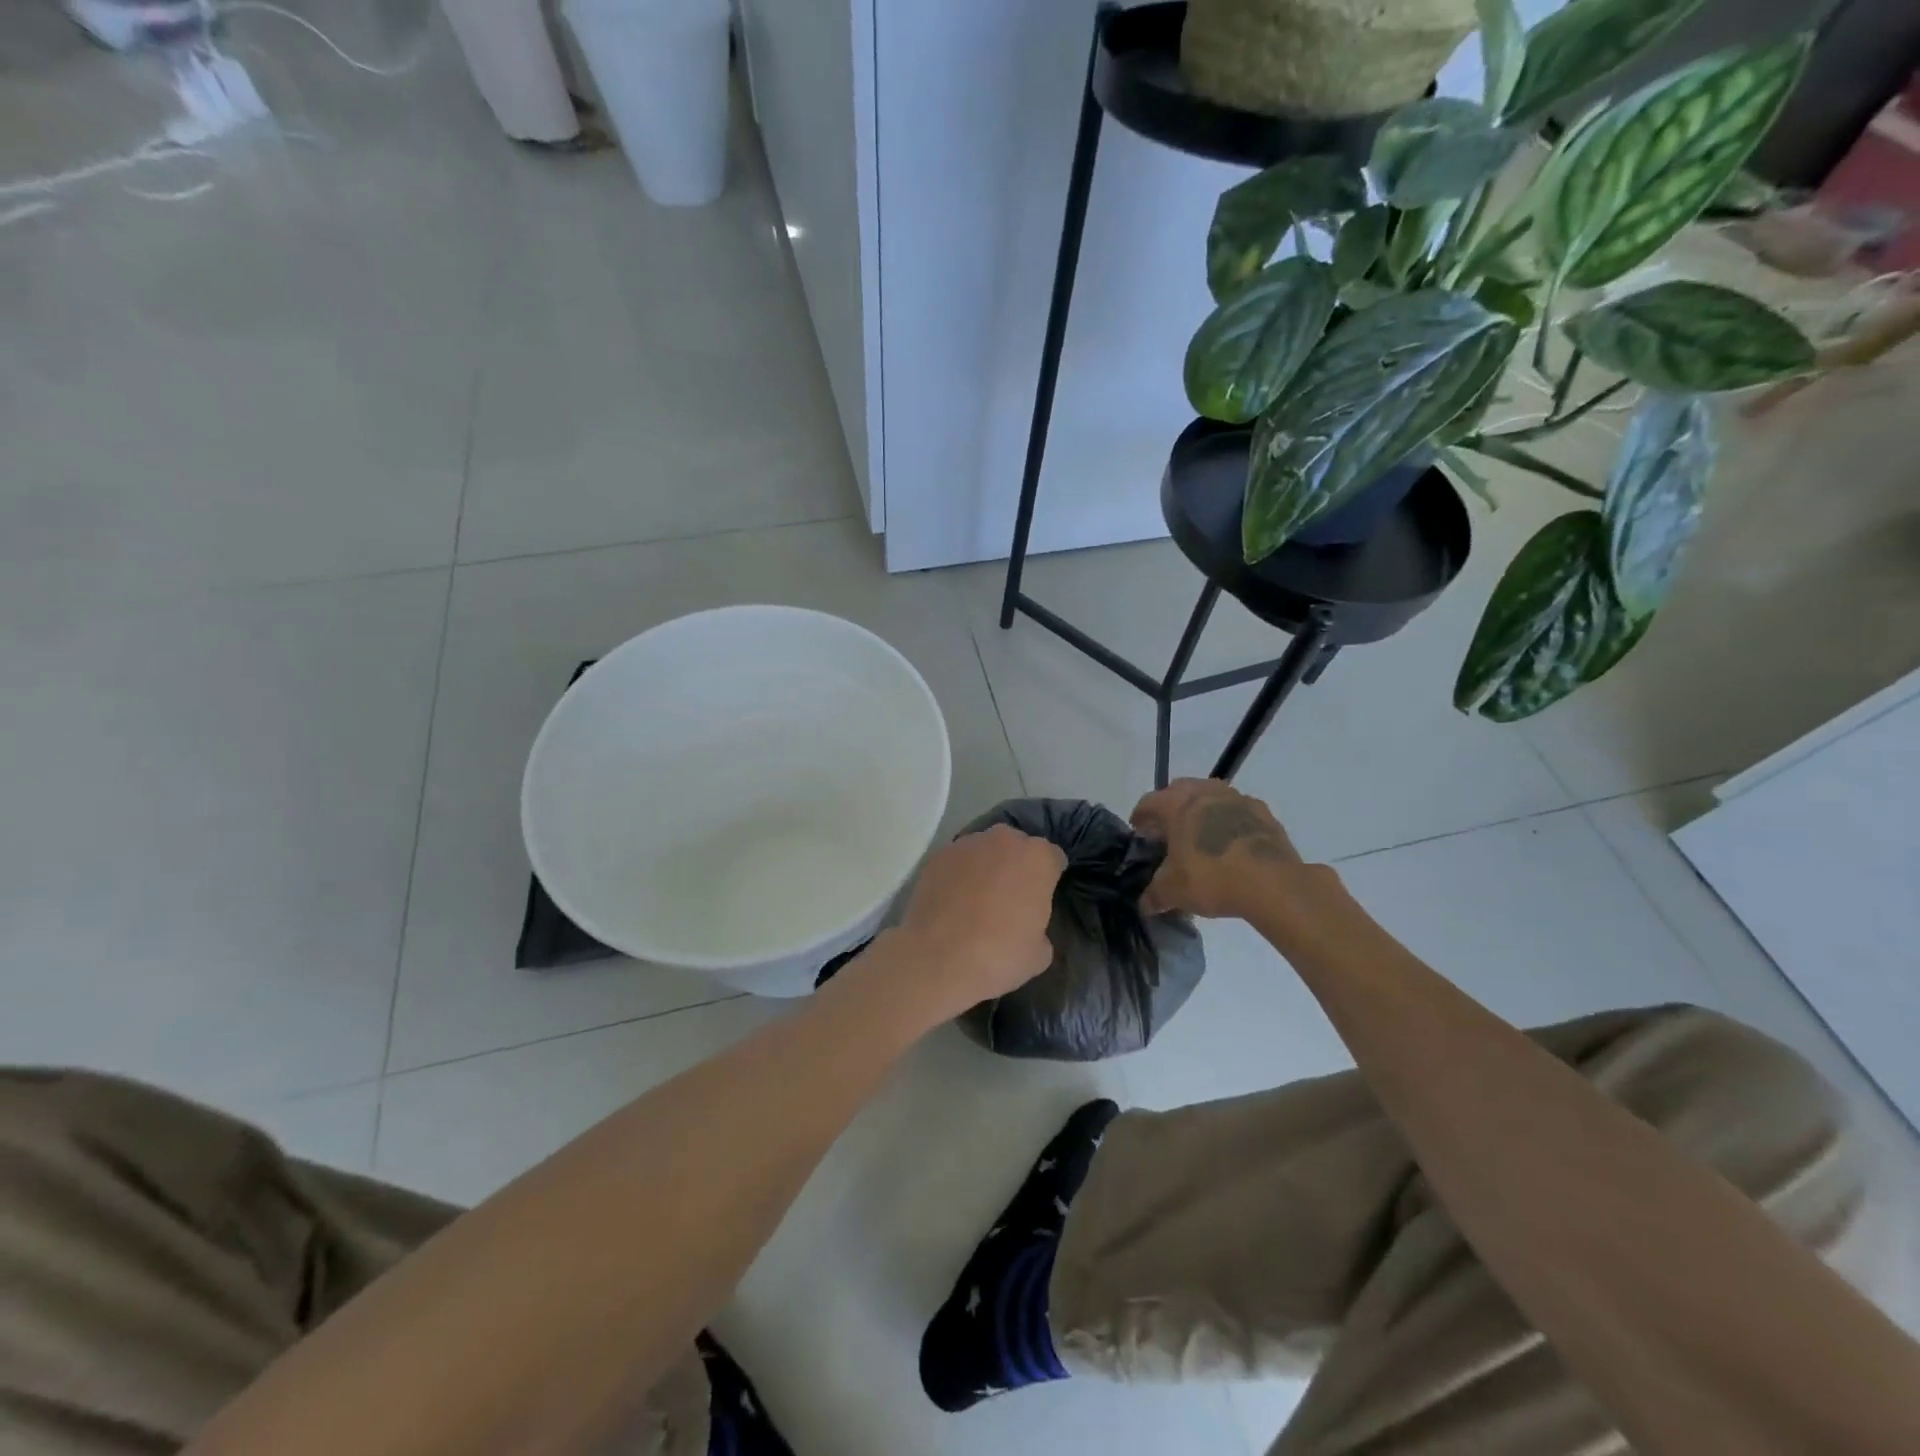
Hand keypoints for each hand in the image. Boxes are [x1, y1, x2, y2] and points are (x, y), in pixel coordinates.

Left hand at [889, 825, 1064, 1017]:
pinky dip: (959, 874)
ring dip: (986, 867)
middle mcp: (1004, 840)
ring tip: (978, 899)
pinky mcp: (938, 856)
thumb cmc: (999, 955)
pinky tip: (953, 901)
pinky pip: (957, 861)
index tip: (1043, 896)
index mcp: (1038, 857)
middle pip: (1018, 846)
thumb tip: (1028, 925)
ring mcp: (967, 844)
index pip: (1054, 858)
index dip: (1050, 877)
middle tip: (1011, 897)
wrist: (938, 958)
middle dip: (1017, 865)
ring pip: (985, 850)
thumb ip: (1040, 926)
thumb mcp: (1040, 953)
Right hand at [1131, 779, 1301, 918]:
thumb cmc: (1212, 877)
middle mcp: (1205, 792)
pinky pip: (1238, 811)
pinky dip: (1230, 821)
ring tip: (1201, 835)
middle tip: (1168, 831)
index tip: (1138, 831)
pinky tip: (1231, 843)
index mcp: (1177, 804)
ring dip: (1202, 810)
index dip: (1140, 816)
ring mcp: (1237, 799)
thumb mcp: (1174, 892)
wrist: (1273, 883)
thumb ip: (1155, 895)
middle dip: (1171, 806)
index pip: (1149, 802)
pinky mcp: (1264, 813)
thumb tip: (1144, 904)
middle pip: (1180, 789)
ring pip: (1211, 795)